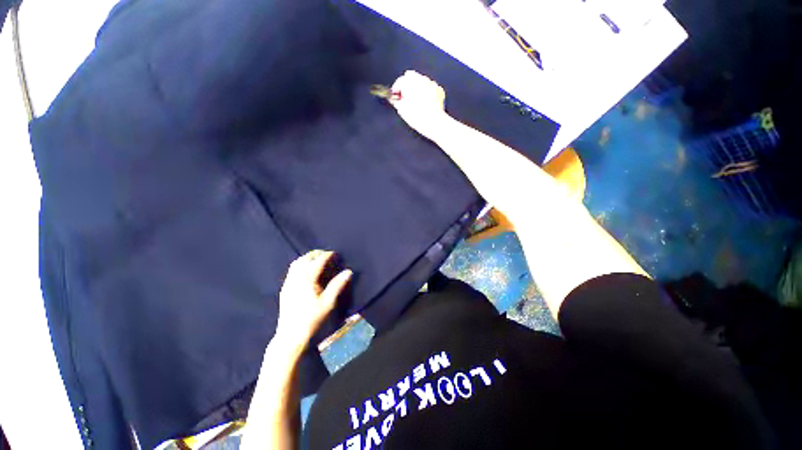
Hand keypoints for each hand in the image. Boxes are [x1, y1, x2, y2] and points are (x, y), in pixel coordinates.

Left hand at [275, 250, 352, 350]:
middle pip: (305, 259)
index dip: (327, 255)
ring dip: (307, 258)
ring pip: (296, 263)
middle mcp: (296, 278)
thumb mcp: (328, 302)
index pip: (318, 261)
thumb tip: (348, 271)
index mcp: (307, 280)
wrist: (291, 336)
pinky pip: (291, 271)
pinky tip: (306, 272)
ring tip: (317, 260)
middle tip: (326, 255)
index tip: (335, 254)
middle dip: (316, 254)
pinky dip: (300, 265)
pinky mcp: (284, 289)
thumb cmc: (312, 319)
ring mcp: (288, 283)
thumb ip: (338, 285)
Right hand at [390, 70, 449, 139]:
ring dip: (417, 88)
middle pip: (411, 77)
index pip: (399, 81)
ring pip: (421, 81)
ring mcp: (431, 83)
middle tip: (405, 98)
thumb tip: (394, 99)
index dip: (396, 89)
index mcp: (409, 82)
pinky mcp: (439, 90)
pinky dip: (427, 92)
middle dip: (407, 86)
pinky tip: (425, 102)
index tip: (395, 96)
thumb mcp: (401, 110)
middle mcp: (421, 79)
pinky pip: (431, 87)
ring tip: (416, 101)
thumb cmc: (417, 117)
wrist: (434, 123)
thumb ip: (395, 101)